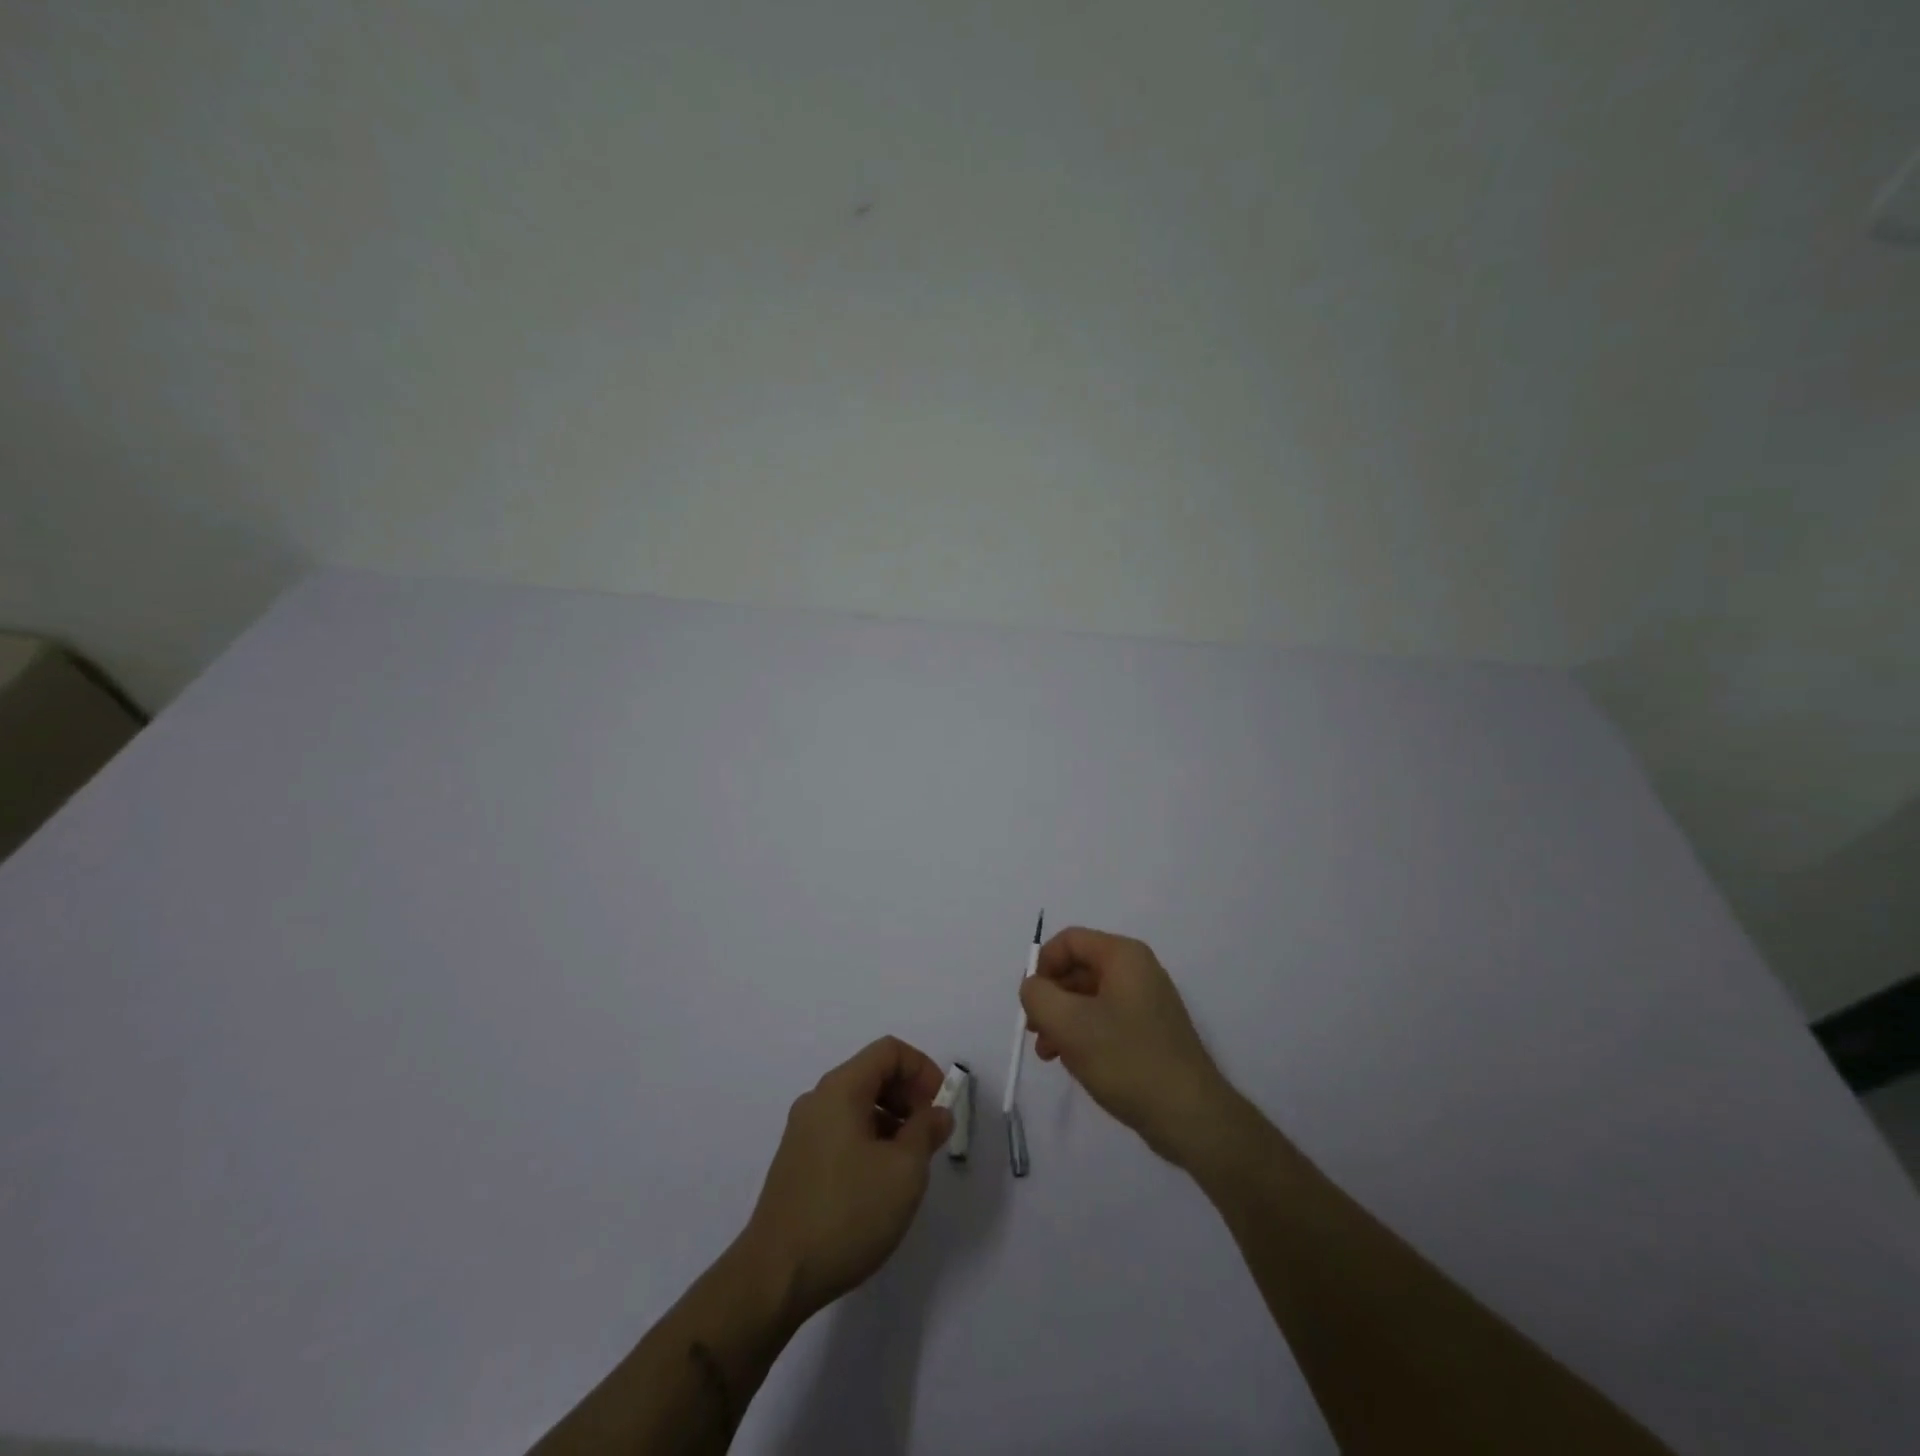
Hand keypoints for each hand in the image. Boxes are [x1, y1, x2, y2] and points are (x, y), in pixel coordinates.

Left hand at [741, 1037, 953, 1325]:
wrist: (775, 1277)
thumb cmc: (847, 1214)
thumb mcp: (904, 1172)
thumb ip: (927, 1131)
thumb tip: (938, 1113)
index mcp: (840, 1089)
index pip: (889, 1051)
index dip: (923, 1069)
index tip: (941, 1107)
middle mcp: (818, 1100)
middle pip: (872, 1073)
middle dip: (909, 1095)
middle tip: (930, 1134)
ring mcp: (803, 1131)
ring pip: (858, 1104)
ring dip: (892, 1120)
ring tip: (910, 1163)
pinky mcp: (798, 1161)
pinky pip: (842, 1129)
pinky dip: (870, 1138)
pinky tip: (880, 1181)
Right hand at [1020, 927, 1231, 1164]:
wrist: (1189, 1116)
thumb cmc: (1126, 1060)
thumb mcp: (1068, 1023)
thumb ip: (1038, 995)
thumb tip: (1034, 987)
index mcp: (1123, 956)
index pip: (1069, 941)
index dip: (1042, 967)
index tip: (1030, 1004)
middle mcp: (1138, 970)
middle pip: (1078, 969)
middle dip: (1051, 998)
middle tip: (1035, 1032)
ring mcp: (1147, 1001)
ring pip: (1090, 998)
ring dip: (1063, 1020)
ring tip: (1050, 1054)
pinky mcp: (1151, 1031)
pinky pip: (1107, 1019)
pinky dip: (1084, 1034)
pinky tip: (1076, 1063)